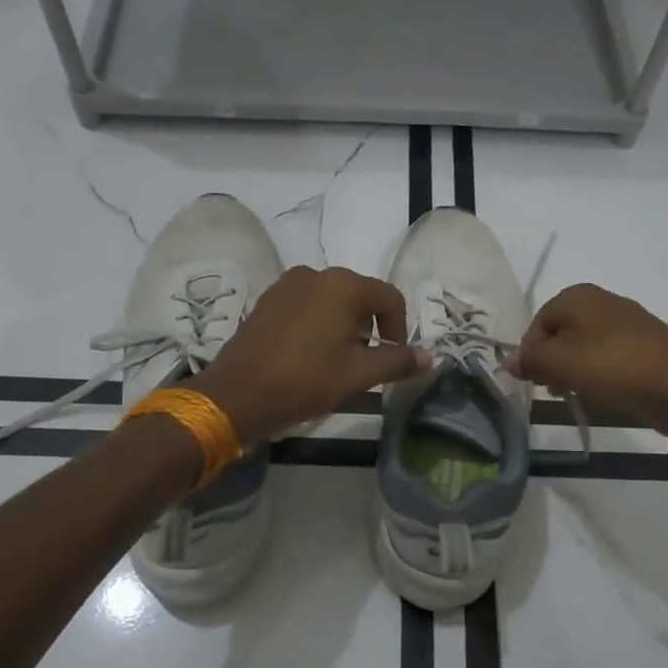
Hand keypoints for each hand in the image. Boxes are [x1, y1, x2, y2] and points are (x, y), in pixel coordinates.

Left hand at [191, 266, 429, 444]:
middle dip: (370, 327)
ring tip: (337, 359)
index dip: (399, 329)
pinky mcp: (267, 299)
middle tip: (366, 361)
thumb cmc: (305, 380)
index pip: (390, 299)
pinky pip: (306, 304)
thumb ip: (398, 361)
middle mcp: (317, 274)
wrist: (237, 394)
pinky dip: (318, 322)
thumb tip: (430, 357)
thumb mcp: (359, 374)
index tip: (392, 358)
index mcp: (344, 285)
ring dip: (344, 324)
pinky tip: (310, 353)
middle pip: (360, 295)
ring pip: (332, 300)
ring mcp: (287, 284)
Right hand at [510, 283, 667, 436]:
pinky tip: (603, 394)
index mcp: (577, 296)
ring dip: (574, 371)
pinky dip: (599, 375)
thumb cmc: (612, 367)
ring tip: (577, 395)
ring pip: (584, 347)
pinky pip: (609, 358)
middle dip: (551, 362)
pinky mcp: (645, 347)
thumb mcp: (560, 362)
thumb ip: (530, 360)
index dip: (530, 353)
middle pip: (561, 334)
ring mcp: (626, 324)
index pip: (537, 323)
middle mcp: (601, 301)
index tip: (533, 382)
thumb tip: (508, 361)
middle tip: (553, 390)